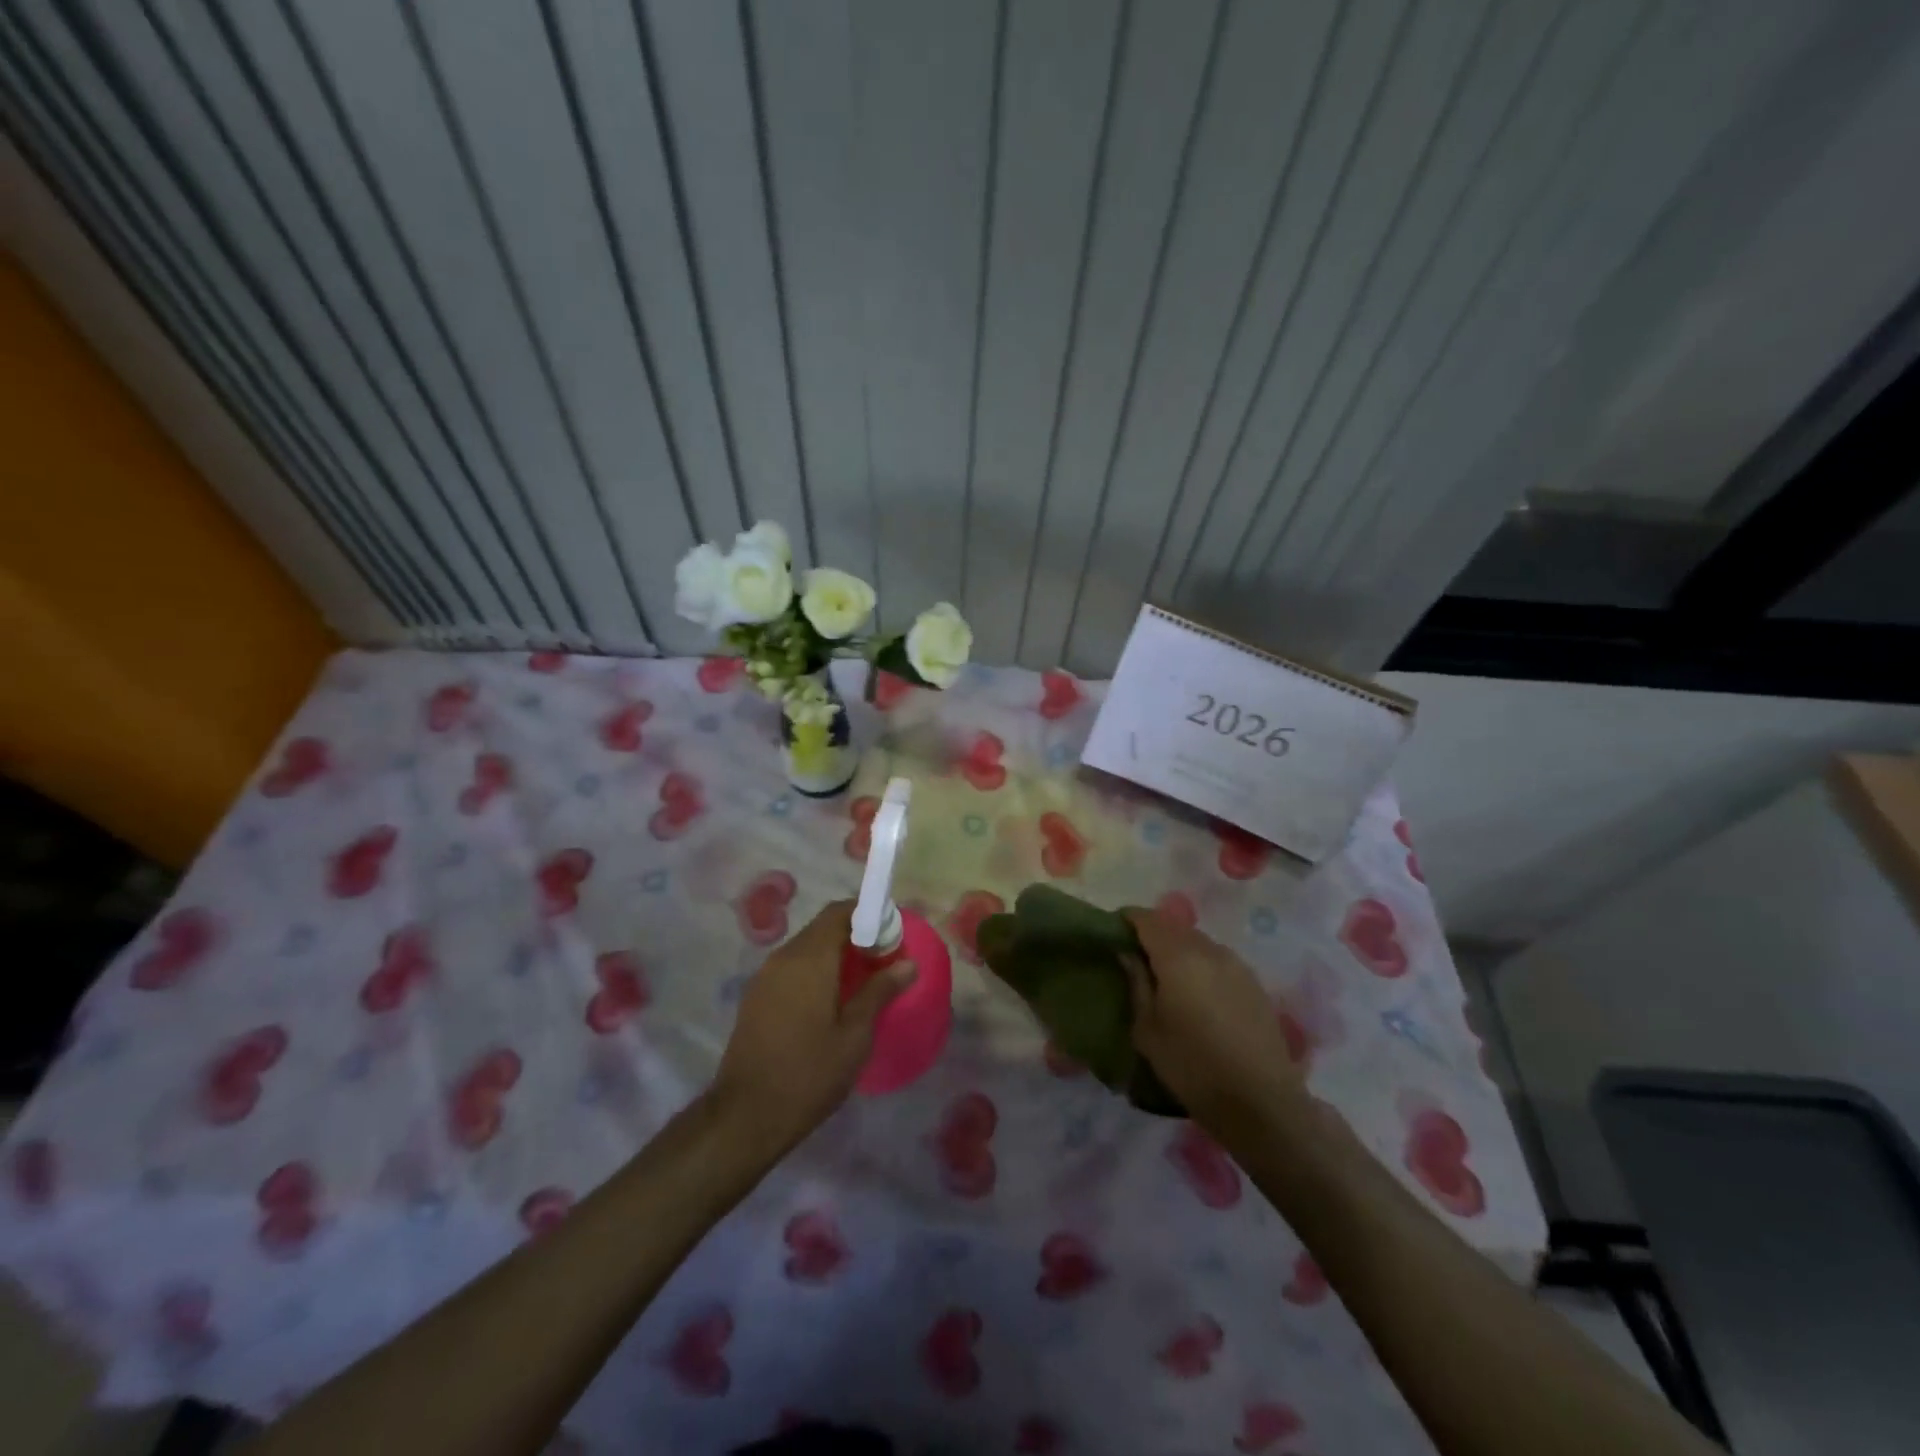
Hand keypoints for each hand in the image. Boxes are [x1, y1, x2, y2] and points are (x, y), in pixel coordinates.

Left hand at [709, 900, 912, 1157]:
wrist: (745, 1117)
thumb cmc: (808, 1074)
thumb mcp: (854, 1037)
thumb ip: (879, 992)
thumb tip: (908, 963)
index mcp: (809, 959)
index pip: (839, 912)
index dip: (868, 914)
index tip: (892, 934)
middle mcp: (783, 958)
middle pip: (822, 927)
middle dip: (855, 934)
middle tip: (883, 958)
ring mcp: (765, 977)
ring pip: (806, 947)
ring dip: (834, 953)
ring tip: (862, 980)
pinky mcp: (756, 997)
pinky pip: (791, 967)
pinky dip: (815, 969)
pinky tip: (831, 999)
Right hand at [1122, 908, 1307, 1130]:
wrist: (1260, 1102)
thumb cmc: (1192, 1067)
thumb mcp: (1147, 1030)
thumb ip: (1136, 984)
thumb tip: (1128, 954)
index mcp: (1178, 957)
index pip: (1147, 919)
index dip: (1128, 919)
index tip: (1113, 933)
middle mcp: (1209, 950)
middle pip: (1174, 927)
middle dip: (1153, 934)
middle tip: (1137, 957)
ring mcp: (1236, 964)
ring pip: (1198, 942)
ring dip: (1179, 949)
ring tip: (1168, 977)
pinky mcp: (1254, 982)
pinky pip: (1218, 959)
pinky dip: (1201, 964)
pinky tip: (1198, 993)